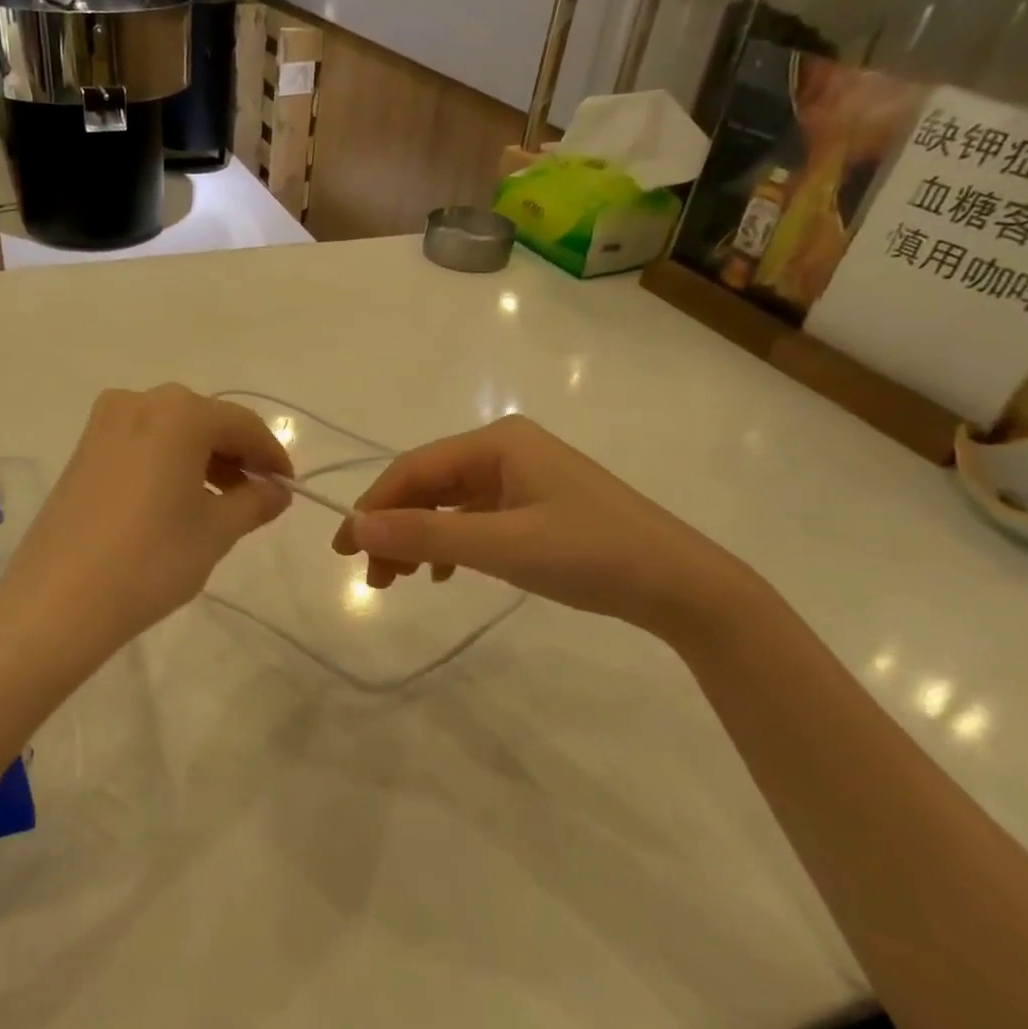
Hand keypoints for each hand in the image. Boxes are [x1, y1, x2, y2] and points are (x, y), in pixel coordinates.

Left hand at [0, 385, 291, 668]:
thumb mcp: (216, 531)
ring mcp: (105, 423)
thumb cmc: (152, 559)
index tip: (288, 485)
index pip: (243, 425)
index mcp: (180, 412)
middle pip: (205, 421)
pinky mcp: (84, 449)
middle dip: (235, 455)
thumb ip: (255, 502)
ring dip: (202, 458)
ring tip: (219, 502)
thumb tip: (276, 490)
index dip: (271, 455)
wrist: (59, 599)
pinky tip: (177, 499)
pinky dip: (168, 462)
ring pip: (172, 431)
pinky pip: (142, 443)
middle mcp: (140, 402)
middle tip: (256, 495)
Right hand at [332, 415, 761, 644]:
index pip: (415, 468)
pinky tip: (443, 572)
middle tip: (373, 577)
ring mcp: (521, 477)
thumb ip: (426, 533)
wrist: (682, 586)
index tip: (345, 549)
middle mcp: (504, 450)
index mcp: (496, 442)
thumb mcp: (501, 545)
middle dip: (395, 527)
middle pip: (429, 484)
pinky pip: (474, 517)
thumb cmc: (590, 553)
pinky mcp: (534, 505)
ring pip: (448, 503)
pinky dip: (450, 543)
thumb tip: (355, 525)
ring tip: (399, 580)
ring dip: (419, 537)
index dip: (374, 506)